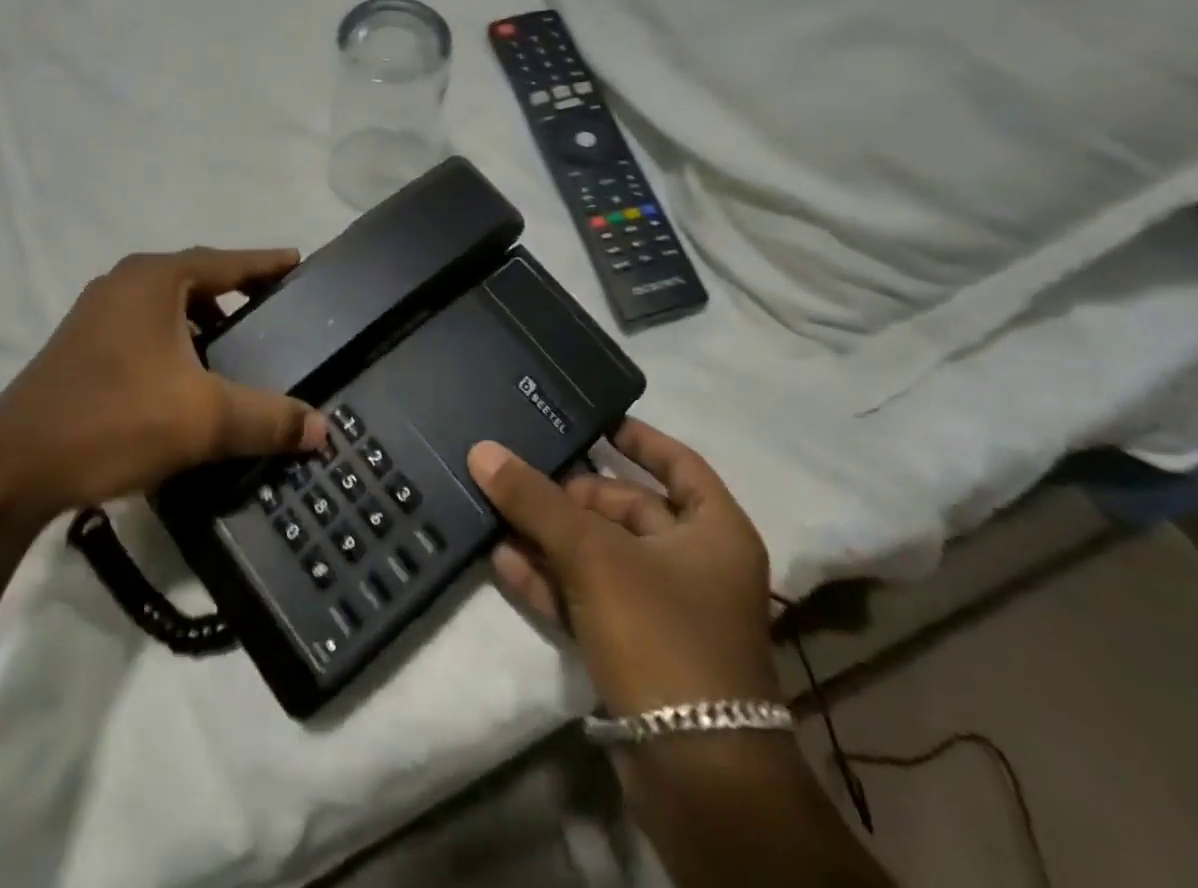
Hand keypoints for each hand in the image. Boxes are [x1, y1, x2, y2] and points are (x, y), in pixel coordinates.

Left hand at [0, 248, 327, 518]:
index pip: (226, 261)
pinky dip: (173, 341)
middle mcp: (123, 283)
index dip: (265, 263)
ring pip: (165, 306)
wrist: (12, 467)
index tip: (296, 261)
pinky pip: (142, 329)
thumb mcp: (204, 419)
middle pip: (195, 278)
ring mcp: (95, 313)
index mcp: (154, 280)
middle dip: (234, 293)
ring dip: (201, 321)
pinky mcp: (79, 346)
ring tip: (232, 348)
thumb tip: (322, 428)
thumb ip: (267, 419)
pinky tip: (184, 379)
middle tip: (271, 311)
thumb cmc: (114, 420)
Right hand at [468, 421, 778, 715]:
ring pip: (599, 555)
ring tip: (496, 511)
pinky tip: (503, 560)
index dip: (637, 438)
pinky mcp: (635, 649)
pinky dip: (550, 580)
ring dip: (550, 537)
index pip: (677, 462)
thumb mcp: (594, 557)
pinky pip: (587, 597)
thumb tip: (483, 450)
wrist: (696, 776)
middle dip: (569, 495)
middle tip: (517, 475)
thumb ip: (537, 501)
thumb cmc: (662, 636)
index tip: (590, 420)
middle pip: (626, 510)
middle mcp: (694, 564)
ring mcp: (664, 610)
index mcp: (713, 531)